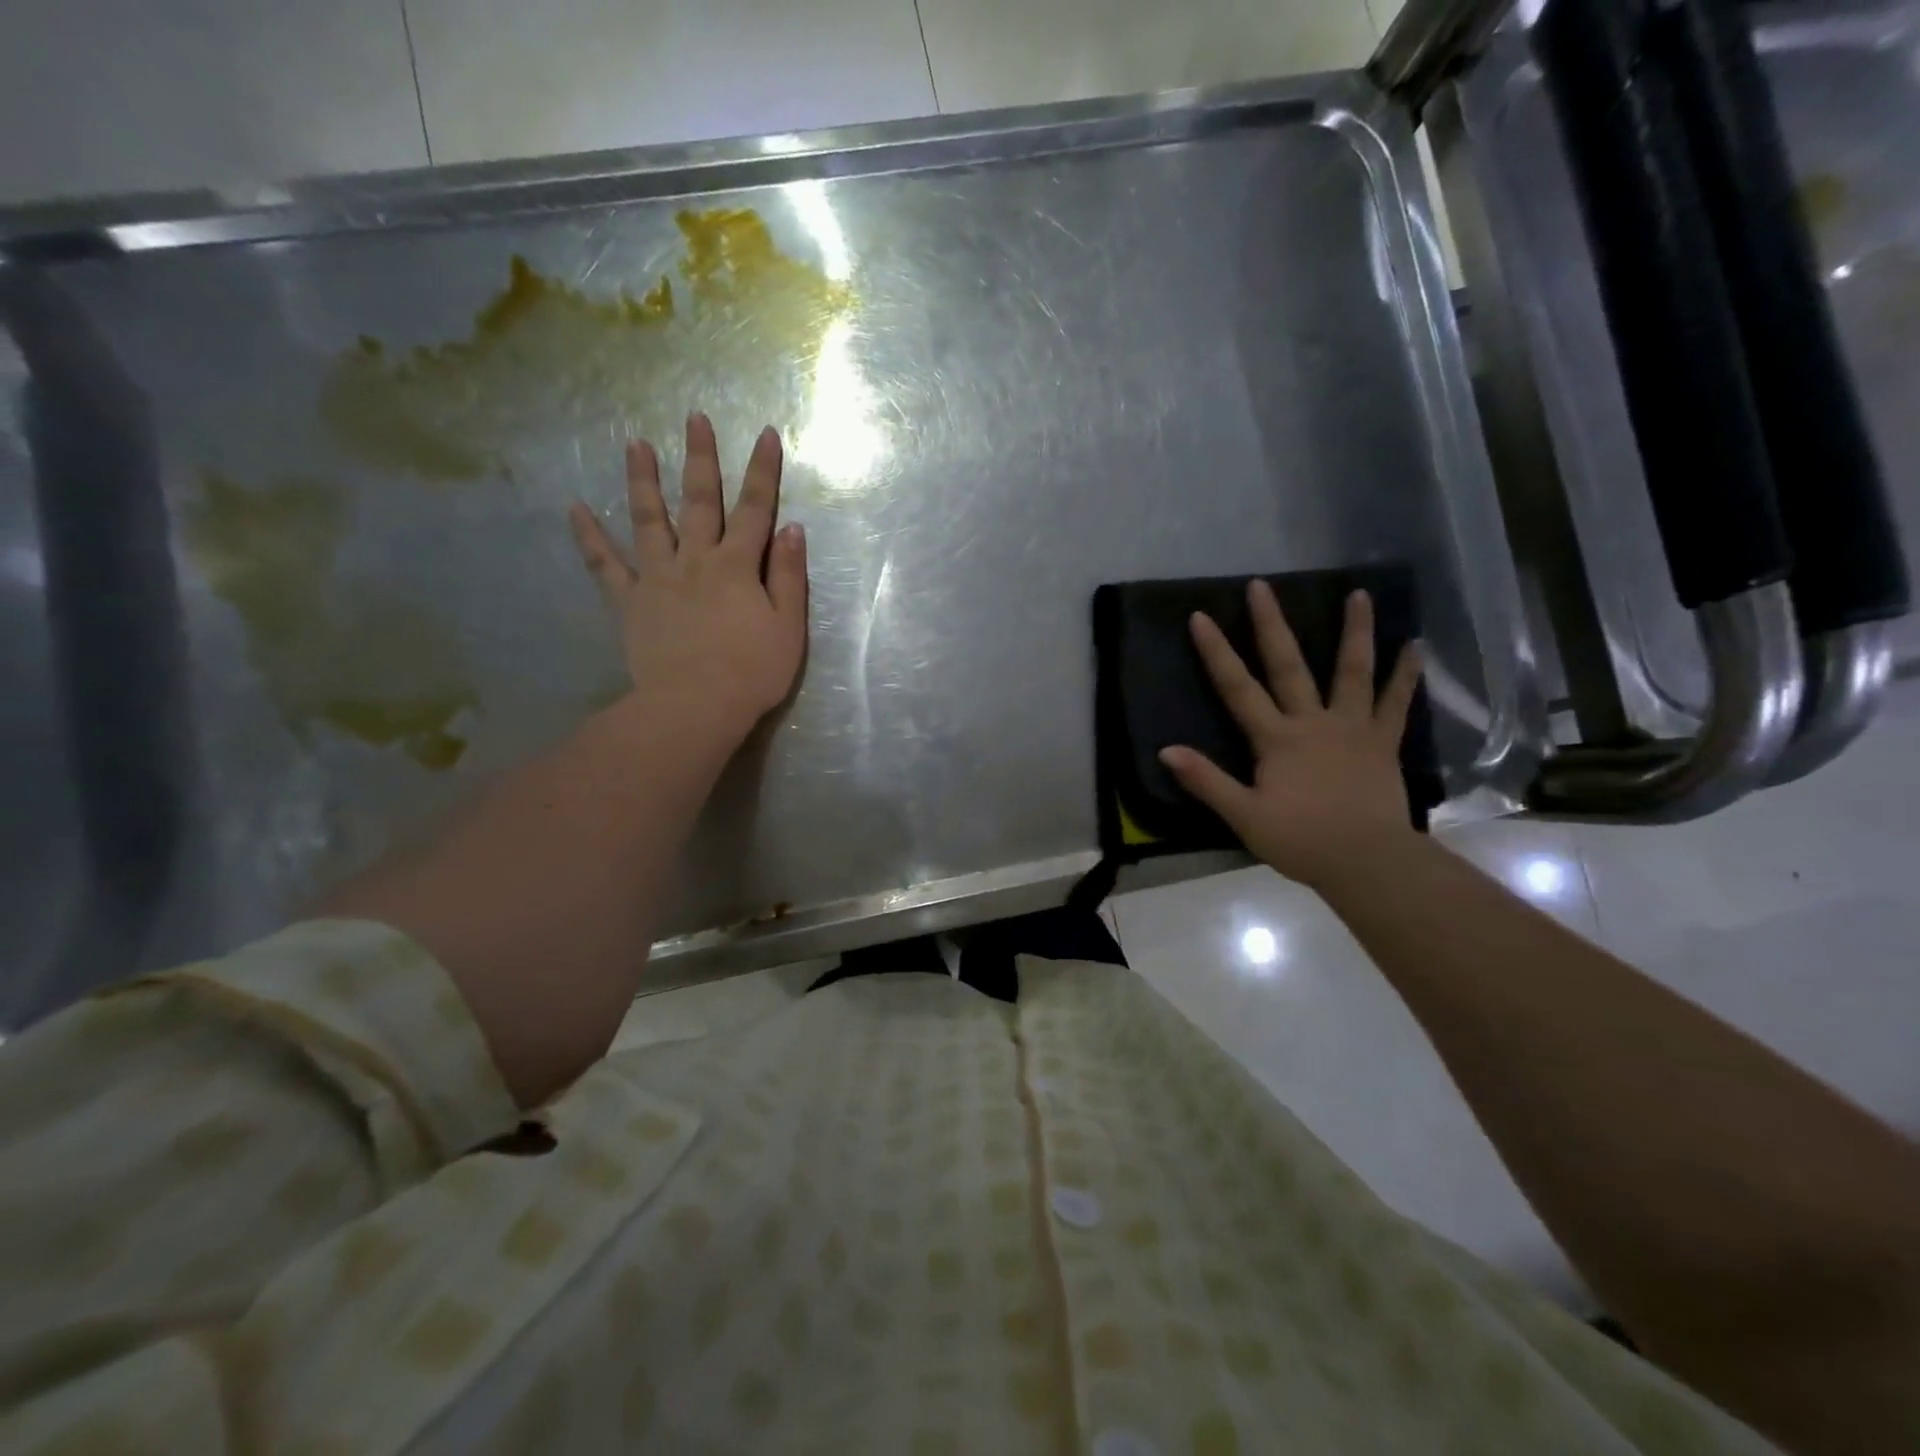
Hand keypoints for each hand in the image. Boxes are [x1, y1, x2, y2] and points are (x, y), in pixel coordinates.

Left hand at [568, 413, 807, 743]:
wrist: (696, 706)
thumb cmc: (752, 672)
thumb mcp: (788, 627)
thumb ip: (789, 576)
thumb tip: (792, 529)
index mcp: (737, 566)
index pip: (754, 509)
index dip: (762, 471)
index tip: (764, 433)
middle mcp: (695, 560)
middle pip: (699, 501)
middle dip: (700, 458)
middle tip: (693, 418)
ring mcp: (657, 578)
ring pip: (648, 520)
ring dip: (642, 481)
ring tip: (634, 444)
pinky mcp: (629, 602)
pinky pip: (605, 565)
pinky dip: (589, 537)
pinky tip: (574, 508)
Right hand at [1159, 582, 1423, 889]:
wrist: (1367, 861)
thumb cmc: (1300, 840)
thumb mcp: (1244, 815)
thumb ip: (1206, 780)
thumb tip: (1166, 750)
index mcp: (1276, 739)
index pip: (1238, 688)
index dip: (1217, 652)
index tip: (1200, 616)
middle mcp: (1313, 722)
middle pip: (1289, 666)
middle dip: (1272, 625)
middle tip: (1262, 586)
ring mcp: (1352, 728)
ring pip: (1352, 672)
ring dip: (1355, 632)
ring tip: (1359, 594)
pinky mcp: (1382, 743)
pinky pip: (1396, 703)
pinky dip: (1406, 675)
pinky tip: (1415, 646)